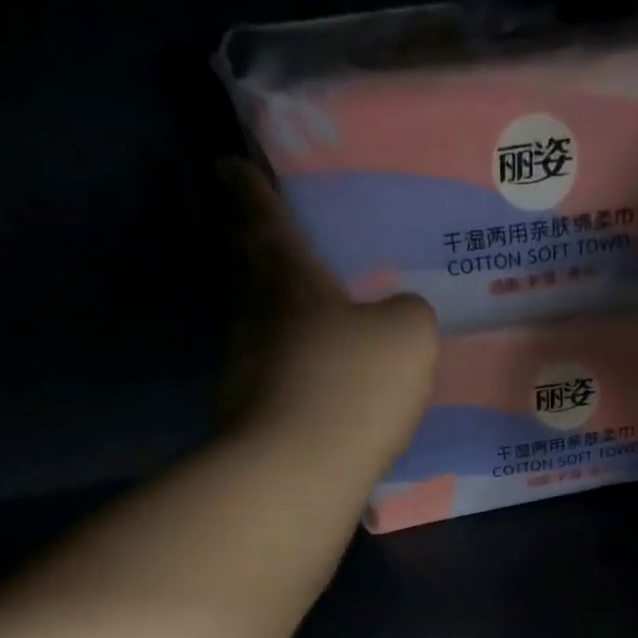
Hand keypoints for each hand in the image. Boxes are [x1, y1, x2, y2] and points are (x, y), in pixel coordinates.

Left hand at [219, 159, 438, 473]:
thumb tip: (397, 320)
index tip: (229, 164)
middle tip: (266, 233)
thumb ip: (408, 314)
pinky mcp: (254, 417)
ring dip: (280, 315)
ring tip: (315, 316)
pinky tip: (324, 383)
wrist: (298, 473)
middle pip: (247, 266)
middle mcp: (254, 313)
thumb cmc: (350, 384)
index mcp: (285, 274)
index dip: (246, 184)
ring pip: (263, 324)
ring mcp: (248, 368)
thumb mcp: (407, 336)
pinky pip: (279, 375)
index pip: (257, 211)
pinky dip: (297, 369)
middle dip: (252, 245)